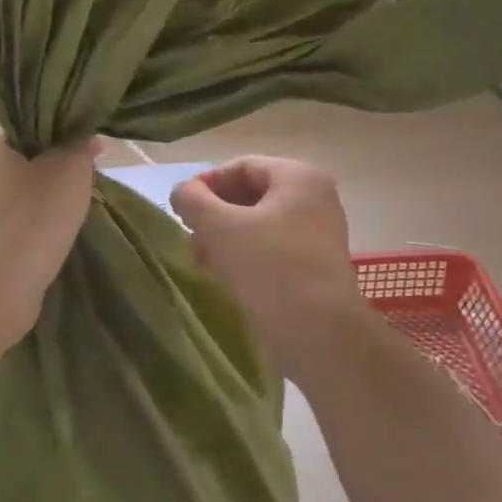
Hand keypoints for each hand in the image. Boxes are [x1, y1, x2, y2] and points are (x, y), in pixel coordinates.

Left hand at [0, 129, 98, 331]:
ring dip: (48, 199)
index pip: (31, 124)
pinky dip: (36, 225)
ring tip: (76, 211)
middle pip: (28, 158)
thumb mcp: (71, 167)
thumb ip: (80, 144)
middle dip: (57, 168)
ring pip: (22, 193)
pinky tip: (56, 236)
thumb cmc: (34, 215)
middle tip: (88, 180)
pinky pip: (16, 222)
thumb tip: (85, 137)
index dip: (64, 133)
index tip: (90, 150)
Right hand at [170, 156, 370, 378]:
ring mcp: (318, 233)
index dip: (206, 184)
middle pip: (251, 195)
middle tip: (191, 240)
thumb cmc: (271, 268)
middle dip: (215, 216)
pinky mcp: (315, 266)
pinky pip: (272, 249)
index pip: (242, 166)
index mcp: (299, 177)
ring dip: (226, 239)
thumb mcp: (221, 228)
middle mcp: (315, 198)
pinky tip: (225, 278)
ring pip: (259, 225)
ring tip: (203, 263)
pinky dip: (245, 257)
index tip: (181, 209)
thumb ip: (194, 201)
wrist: (320, 334)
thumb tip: (182, 192)